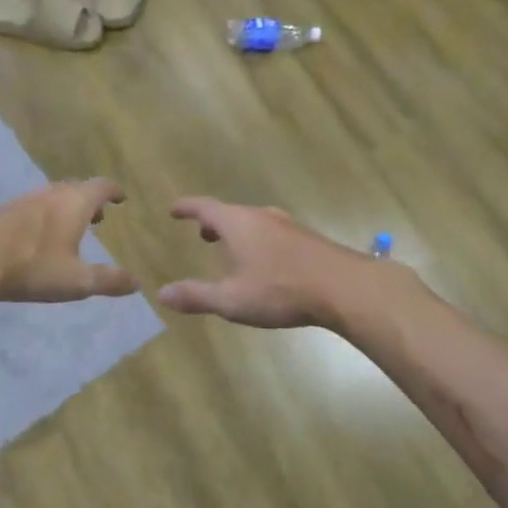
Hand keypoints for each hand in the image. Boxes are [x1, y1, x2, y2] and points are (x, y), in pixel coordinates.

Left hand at [0, 180, 136, 303]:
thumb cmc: (32, 267)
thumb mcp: (77, 281)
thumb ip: (109, 280)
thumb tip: (137, 281)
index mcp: (74, 203)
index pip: (101, 186)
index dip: (114, 191)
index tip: (122, 197)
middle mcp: (50, 194)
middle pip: (76, 189)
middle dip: (90, 201)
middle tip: (100, 217)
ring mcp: (22, 201)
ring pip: (52, 198)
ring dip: (66, 209)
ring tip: (71, 229)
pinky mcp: (1, 213)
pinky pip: (32, 209)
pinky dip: (45, 217)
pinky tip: (37, 239)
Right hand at [157, 197, 379, 329]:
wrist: (345, 288)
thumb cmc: (281, 290)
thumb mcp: (232, 300)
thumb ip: (196, 296)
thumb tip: (162, 294)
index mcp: (238, 224)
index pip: (205, 207)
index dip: (187, 208)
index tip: (174, 210)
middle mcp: (262, 217)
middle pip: (231, 213)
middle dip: (214, 223)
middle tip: (202, 234)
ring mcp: (289, 226)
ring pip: (255, 222)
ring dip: (238, 232)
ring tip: (232, 249)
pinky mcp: (309, 240)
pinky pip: (274, 233)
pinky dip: (260, 241)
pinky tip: (267, 263)